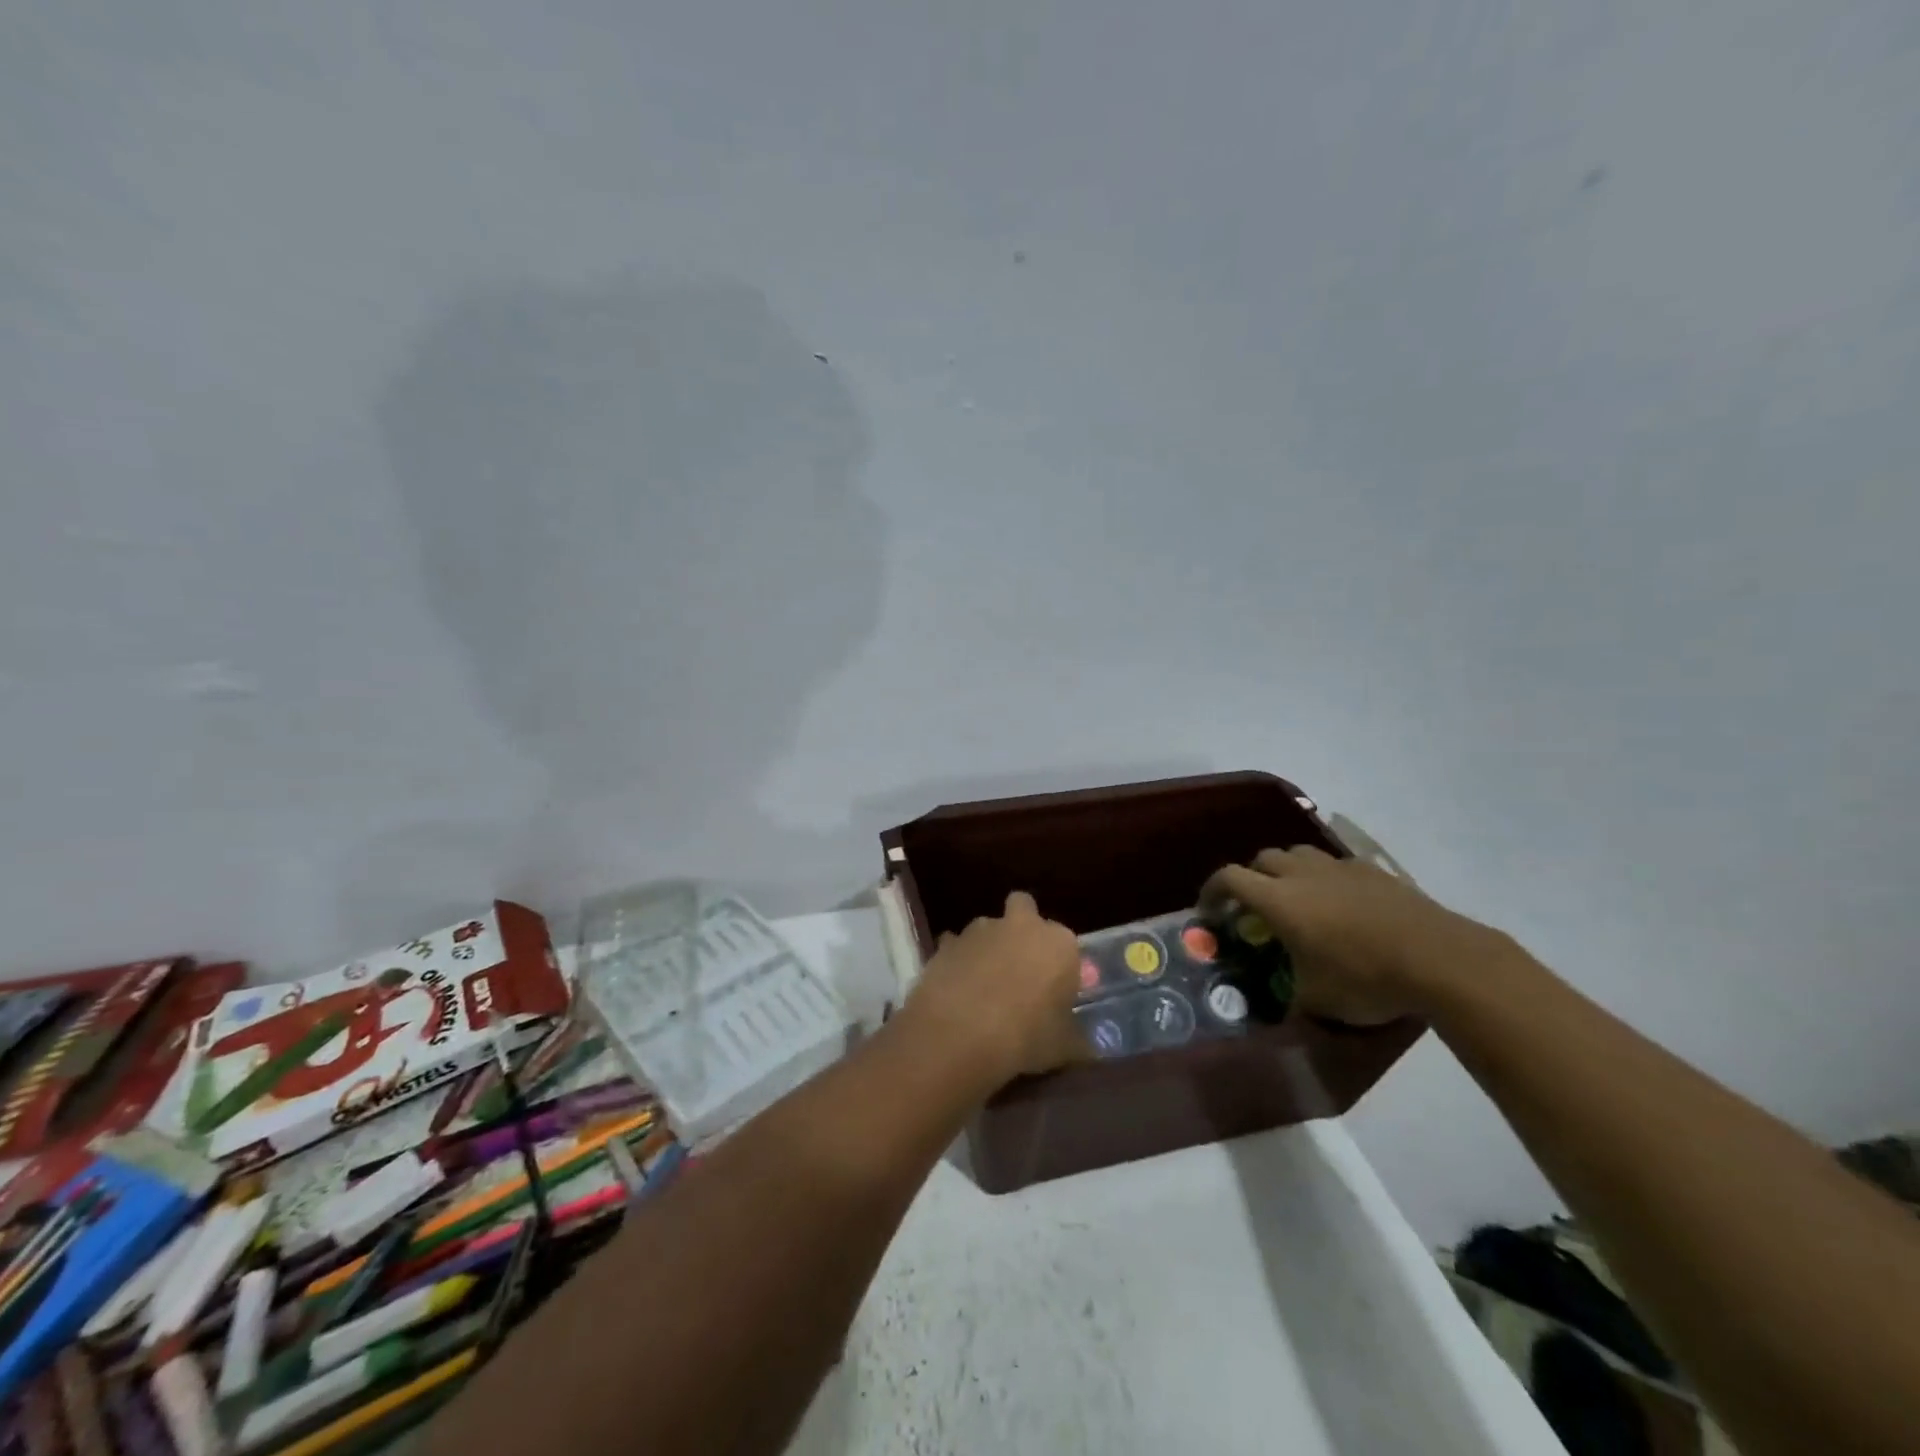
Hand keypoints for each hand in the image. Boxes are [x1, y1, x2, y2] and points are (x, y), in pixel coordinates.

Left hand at [900, 891, 1089, 1087]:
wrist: (960, 1032)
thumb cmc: (1025, 1036)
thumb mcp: (1064, 1048)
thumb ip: (1077, 1041)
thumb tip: (1088, 1050)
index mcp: (1059, 943)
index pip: (1068, 944)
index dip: (1060, 965)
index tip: (1055, 990)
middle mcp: (1022, 925)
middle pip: (1025, 909)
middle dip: (1023, 928)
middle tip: (1021, 965)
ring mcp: (981, 929)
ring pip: (988, 927)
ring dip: (988, 946)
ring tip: (984, 984)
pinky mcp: (947, 941)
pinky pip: (956, 945)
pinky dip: (958, 959)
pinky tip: (956, 988)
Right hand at [1200, 847, 1502, 1023]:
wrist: (1440, 960)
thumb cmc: (1366, 979)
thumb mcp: (1317, 1002)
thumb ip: (1291, 996)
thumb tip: (1285, 1006)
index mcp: (1278, 900)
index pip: (1228, 878)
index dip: (1211, 890)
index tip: (1208, 910)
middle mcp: (1302, 874)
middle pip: (1261, 858)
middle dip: (1250, 878)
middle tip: (1253, 907)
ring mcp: (1339, 868)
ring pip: (1298, 854)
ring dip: (1286, 871)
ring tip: (1296, 898)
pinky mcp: (1373, 871)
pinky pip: (1335, 864)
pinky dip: (1324, 877)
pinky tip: (1339, 904)